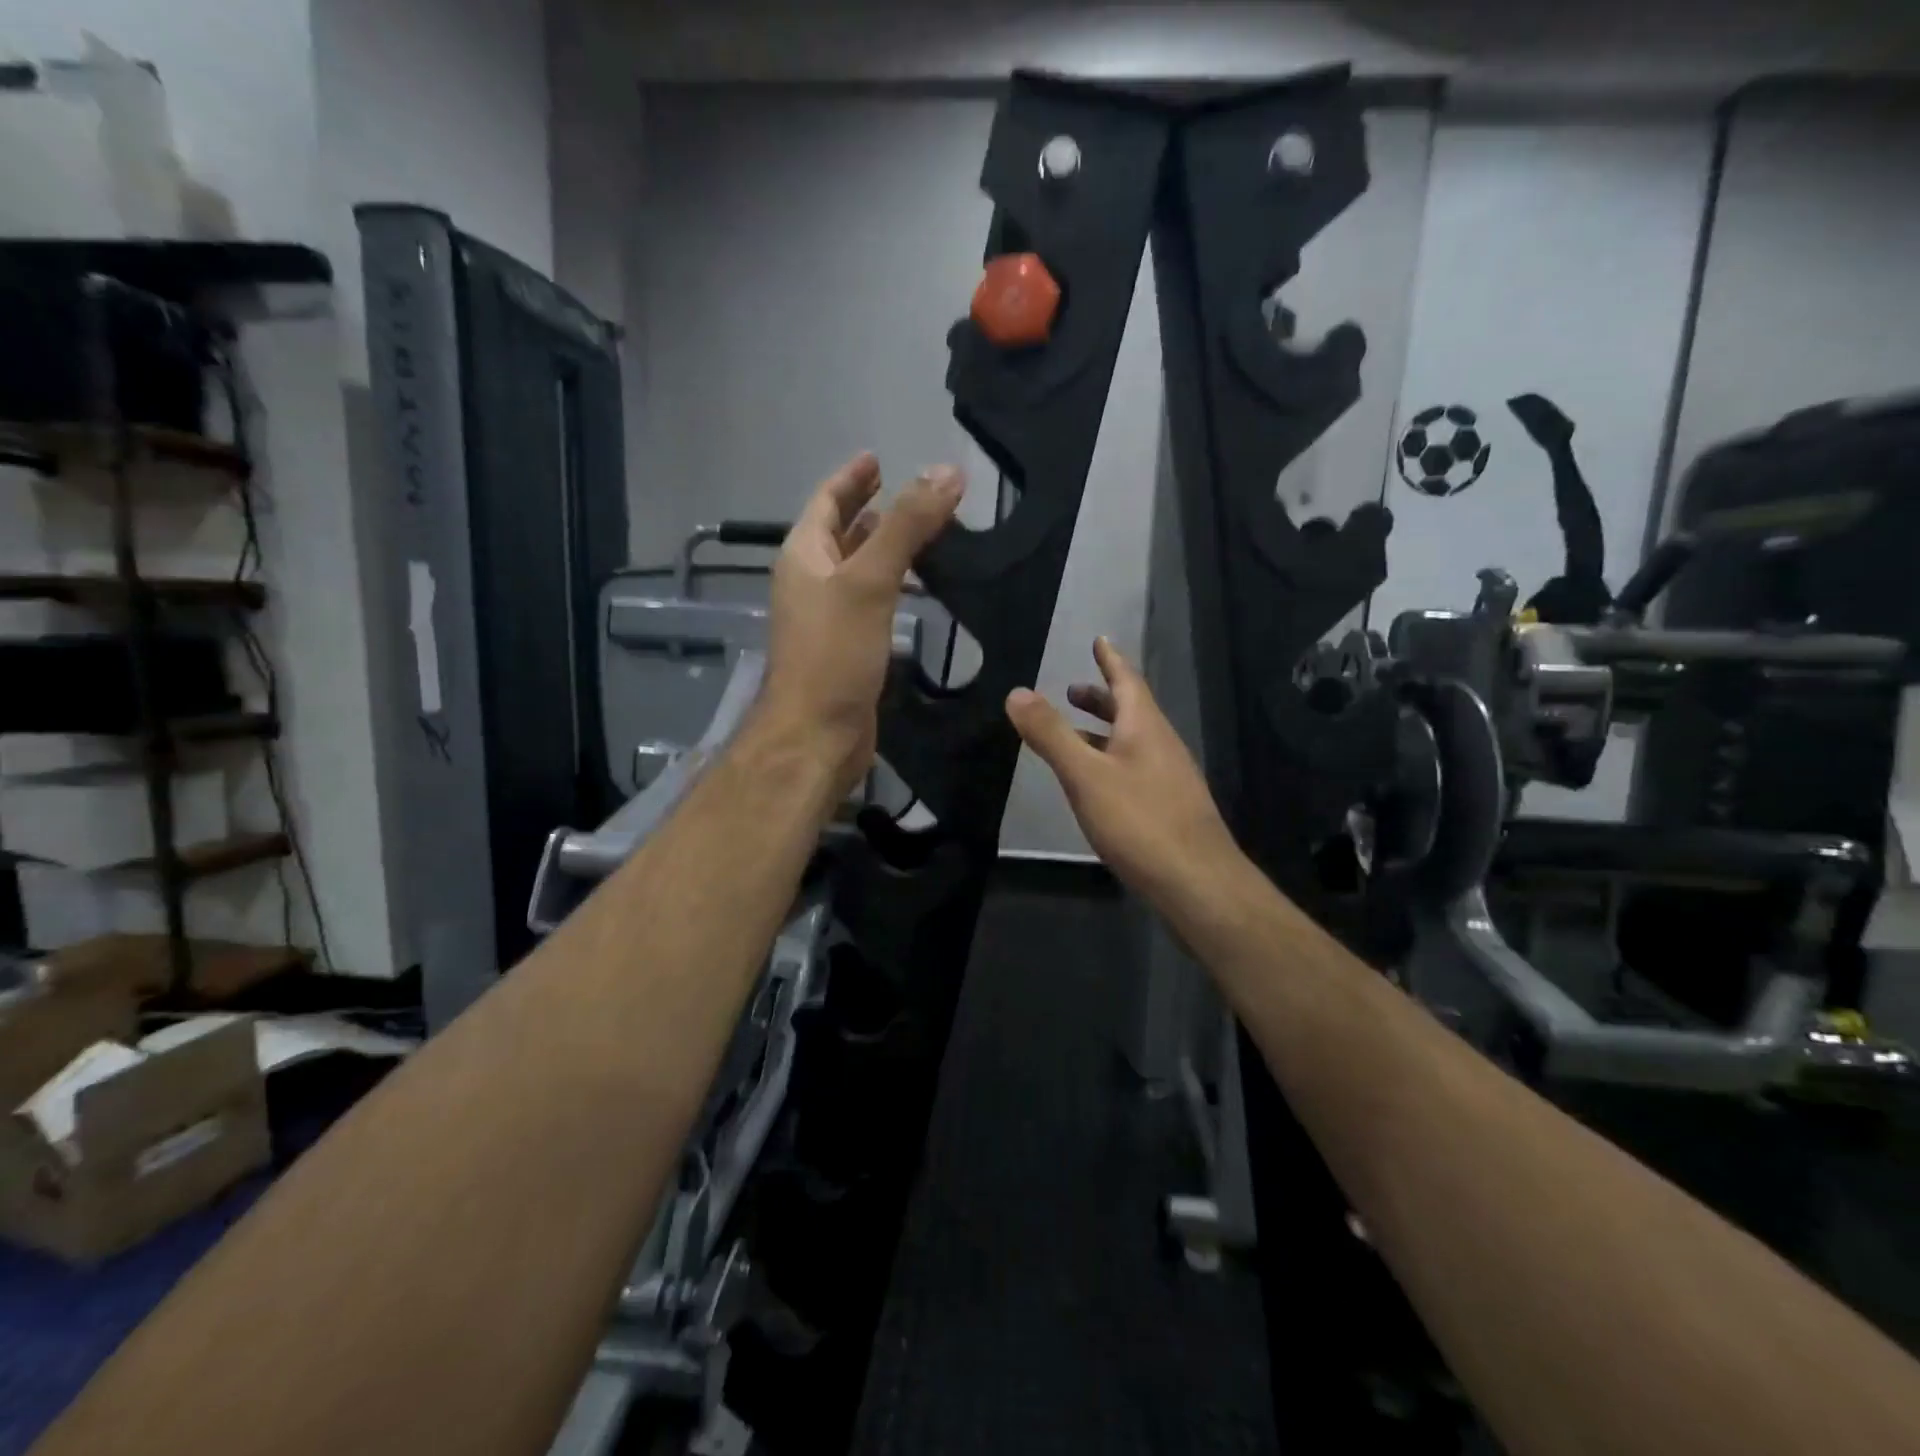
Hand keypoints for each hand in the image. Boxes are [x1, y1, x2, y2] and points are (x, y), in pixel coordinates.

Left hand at [760, 452, 963, 796]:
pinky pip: (869, 603)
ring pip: (857, 569)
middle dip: (871, 510)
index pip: (827, 502)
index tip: (878, 457)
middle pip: (840, 533)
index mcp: (804, 556)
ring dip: (883, 548)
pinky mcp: (846, 649)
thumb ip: (907, 526)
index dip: (851, 478)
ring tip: (920, 532)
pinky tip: (915, 589)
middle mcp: (810, 582)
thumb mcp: (869, 581)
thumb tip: (947, 472)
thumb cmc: (833, 654)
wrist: (816, 735)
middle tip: (910, 493)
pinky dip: (891, 586)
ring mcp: (826, 618)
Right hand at [1006, 637, 1244, 914]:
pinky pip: (1136, 769)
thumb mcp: (1086, 776)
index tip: (1099, 640)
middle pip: (1131, 711)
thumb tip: (1017, 692)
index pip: (1127, 681)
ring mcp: (1170, 778)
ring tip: (1075, 735)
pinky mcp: (1170, 808)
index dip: (1110, 660)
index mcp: (1145, 728)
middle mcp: (1162, 746)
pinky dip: (1112, 761)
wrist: (1197, 883)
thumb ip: (1051, 735)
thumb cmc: (1140, 822)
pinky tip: (1098, 785)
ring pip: (1133, 742)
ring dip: (1105, 731)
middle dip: (1102, 698)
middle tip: (1073, 690)